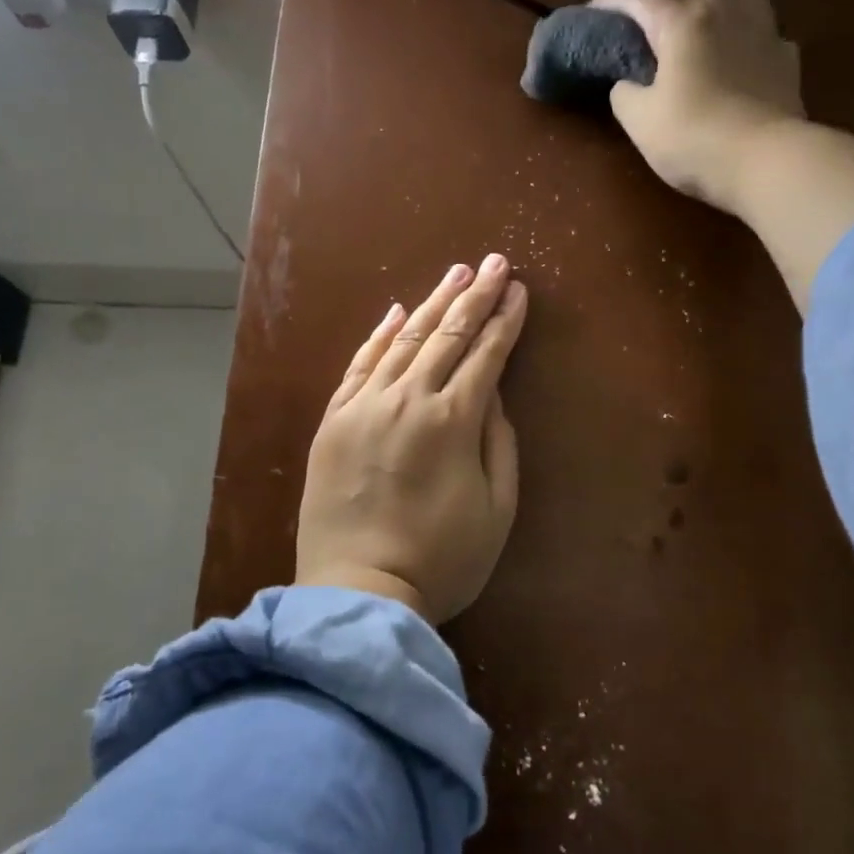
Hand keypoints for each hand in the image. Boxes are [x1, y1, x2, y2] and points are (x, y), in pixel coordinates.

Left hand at [296, 255, 528, 625]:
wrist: (358, 590)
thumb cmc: (441, 560)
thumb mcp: (496, 510)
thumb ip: (499, 444)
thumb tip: (493, 395)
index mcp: (453, 421)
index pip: (486, 355)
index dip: (505, 320)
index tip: (519, 291)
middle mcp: (407, 400)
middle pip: (446, 335)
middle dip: (475, 296)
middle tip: (494, 263)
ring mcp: (364, 407)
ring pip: (403, 341)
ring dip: (431, 304)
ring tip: (455, 274)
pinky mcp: (333, 421)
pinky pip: (358, 365)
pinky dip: (378, 336)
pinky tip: (395, 314)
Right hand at [593, 0, 805, 217]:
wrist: (766, 161)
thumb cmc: (694, 139)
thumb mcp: (640, 122)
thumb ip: (625, 94)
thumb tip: (628, 84)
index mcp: (681, 22)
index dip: (610, 1)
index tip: (593, 14)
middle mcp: (723, 10)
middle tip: (649, 16)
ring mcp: (762, 29)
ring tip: (700, 30)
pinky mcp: (786, 56)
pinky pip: (763, 29)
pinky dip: (745, 37)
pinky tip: (737, 61)